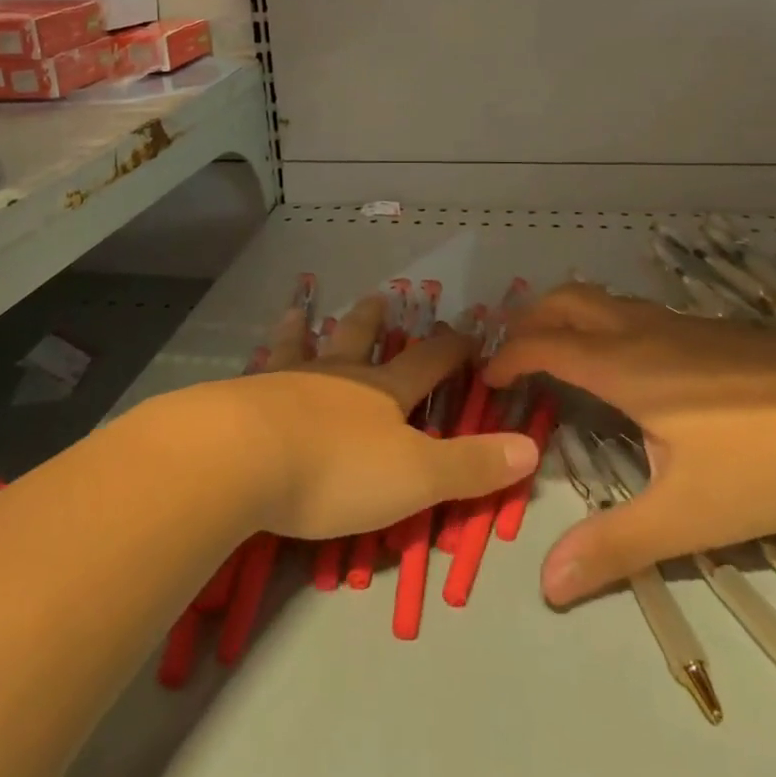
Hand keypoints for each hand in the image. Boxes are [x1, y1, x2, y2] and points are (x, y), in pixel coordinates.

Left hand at [211, 293, 538, 541]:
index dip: (451, 348)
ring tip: (303, 311)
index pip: (428, 363)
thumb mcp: (415, 477)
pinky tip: (252, 360)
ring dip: (310, 329)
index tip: (468, 331)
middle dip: (373, 323)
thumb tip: (531, 448)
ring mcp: (289, 380)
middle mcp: (338, 376)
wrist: (244, 457)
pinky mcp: (247, 396)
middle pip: (360, 341)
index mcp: (382, 393)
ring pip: (306, 346)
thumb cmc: (337, 470)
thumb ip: (470, 465)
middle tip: (379, 298)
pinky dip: (263, 357)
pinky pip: (260, 369)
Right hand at [484, 283, 775, 605]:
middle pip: (565, 301)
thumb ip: (616, 545)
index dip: (507, 358)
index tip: (486, 379)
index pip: (543, 345)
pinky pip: (634, 312)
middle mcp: (641, 332)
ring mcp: (680, 324)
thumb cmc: (767, 460)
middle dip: (528, 319)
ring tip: (560, 354)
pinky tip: (632, 366)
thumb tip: (546, 582)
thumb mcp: (689, 515)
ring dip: (566, 316)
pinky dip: (603, 323)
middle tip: (511, 355)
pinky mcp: (712, 329)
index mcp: (622, 366)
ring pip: (602, 300)